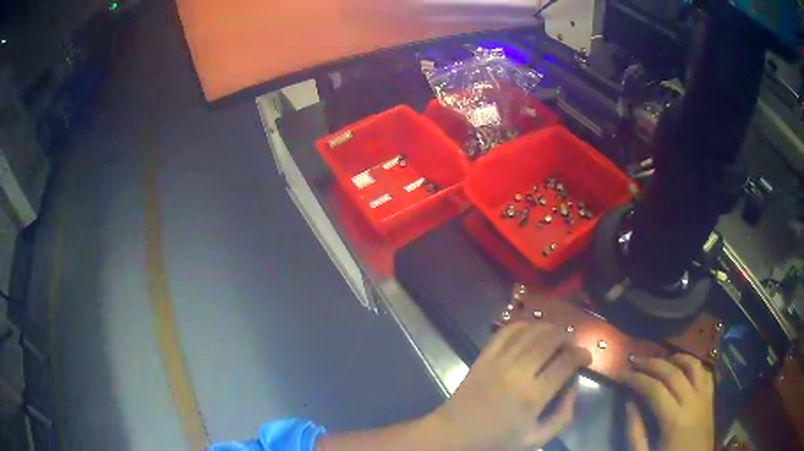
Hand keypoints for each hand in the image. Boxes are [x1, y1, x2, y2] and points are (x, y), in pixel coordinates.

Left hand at [428, 322, 591, 449]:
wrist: (454, 435)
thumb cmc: (497, 441)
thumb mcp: (536, 439)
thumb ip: (562, 415)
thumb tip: (573, 386)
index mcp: (532, 396)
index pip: (566, 362)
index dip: (582, 355)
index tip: (586, 358)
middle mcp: (517, 372)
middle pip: (550, 340)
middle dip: (568, 337)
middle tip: (573, 345)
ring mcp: (498, 361)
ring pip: (530, 331)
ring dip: (550, 329)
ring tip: (558, 336)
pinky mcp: (483, 357)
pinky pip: (506, 332)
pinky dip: (523, 325)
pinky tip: (532, 331)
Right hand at [624, 354, 714, 450]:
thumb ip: (635, 432)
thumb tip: (629, 403)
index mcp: (674, 420)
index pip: (654, 389)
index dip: (637, 379)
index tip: (622, 373)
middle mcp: (692, 402)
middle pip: (673, 373)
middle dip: (653, 364)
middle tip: (636, 360)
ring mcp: (705, 398)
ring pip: (694, 366)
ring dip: (677, 358)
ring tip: (663, 359)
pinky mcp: (711, 399)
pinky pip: (706, 374)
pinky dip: (695, 366)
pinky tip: (685, 368)